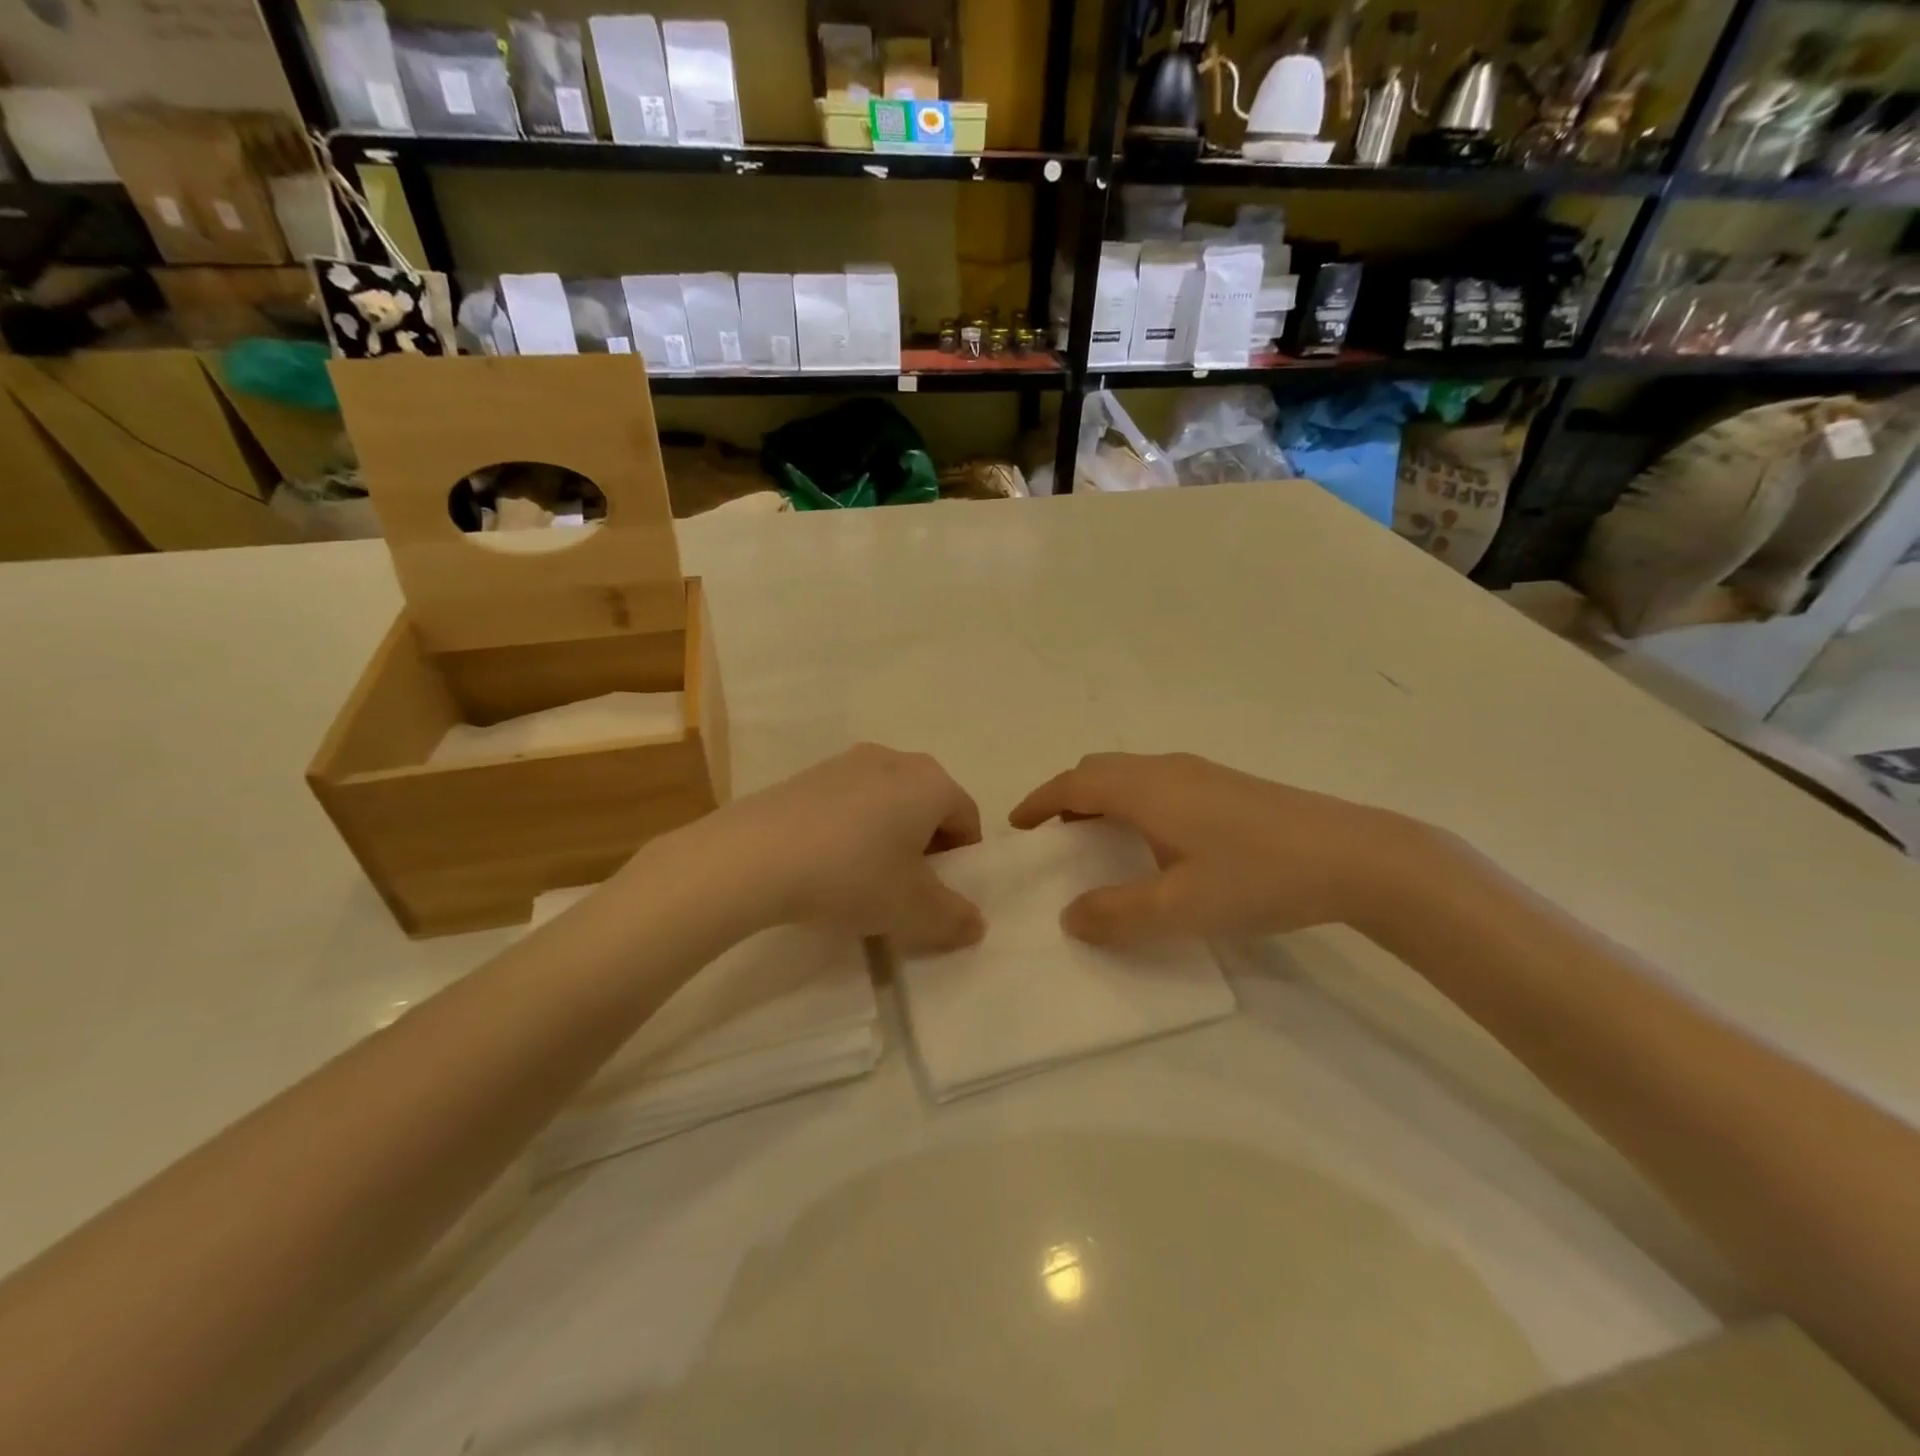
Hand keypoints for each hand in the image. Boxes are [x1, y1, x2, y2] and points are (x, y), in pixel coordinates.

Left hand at [689, 744, 986, 953]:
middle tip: (904, 890)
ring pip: (886, 804)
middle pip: (927, 806)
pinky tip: (825, 865)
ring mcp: (846, 762)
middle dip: (925, 848)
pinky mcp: (807, 774)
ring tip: (861, 881)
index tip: (939, 895)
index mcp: (931, 782)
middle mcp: (895, 760)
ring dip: (886, 839)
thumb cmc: (852, 875)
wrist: (754, 856)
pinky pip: (847, 803)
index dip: (961, 861)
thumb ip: (955, 919)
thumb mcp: (913, 911)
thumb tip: (976, 924)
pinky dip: (850, 831)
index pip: (967, 819)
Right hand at [1009, 752, 1430, 945]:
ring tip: (1096, 842)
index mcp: (1146, 789)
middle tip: (1053, 838)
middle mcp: (1167, 769)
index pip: (1074, 784)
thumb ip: (1118, 914)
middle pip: (1099, 769)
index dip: (1040, 802)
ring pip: (1131, 774)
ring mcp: (1201, 772)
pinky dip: (1132, 801)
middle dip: (1066, 797)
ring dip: (1101, 798)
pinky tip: (1155, 841)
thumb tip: (1069, 917)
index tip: (1017, 826)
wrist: (1356, 856)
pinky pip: (1158, 782)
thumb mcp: (1181, 907)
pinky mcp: (1227, 785)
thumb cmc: (1258, 877)